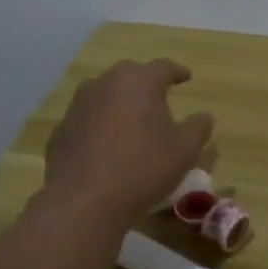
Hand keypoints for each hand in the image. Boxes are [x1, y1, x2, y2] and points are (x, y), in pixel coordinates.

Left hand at [44, 59, 213, 221]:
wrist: (85, 200)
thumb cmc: (144, 168)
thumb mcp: (185, 150)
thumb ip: (199, 128)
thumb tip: (206, 116)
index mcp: (138, 81)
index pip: (163, 67)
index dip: (177, 72)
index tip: (187, 77)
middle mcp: (105, 83)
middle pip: (130, 75)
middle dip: (146, 83)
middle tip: (159, 96)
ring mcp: (78, 105)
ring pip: (105, 94)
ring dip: (120, 102)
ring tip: (132, 120)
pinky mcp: (61, 130)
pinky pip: (88, 119)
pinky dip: (100, 125)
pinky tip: (107, 145)